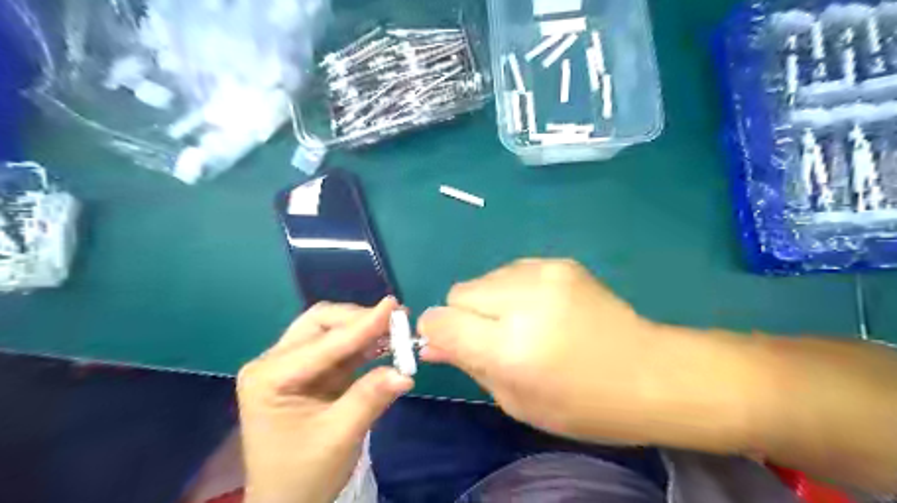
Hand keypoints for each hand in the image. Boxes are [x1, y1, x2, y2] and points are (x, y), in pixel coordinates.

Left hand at [234, 296, 408, 502]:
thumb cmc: (304, 474)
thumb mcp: (339, 437)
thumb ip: (370, 398)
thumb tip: (405, 372)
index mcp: (270, 376)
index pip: (323, 342)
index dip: (362, 324)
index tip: (393, 306)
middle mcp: (275, 362)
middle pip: (321, 324)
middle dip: (359, 321)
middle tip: (396, 322)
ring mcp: (290, 365)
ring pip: (330, 330)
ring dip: (363, 329)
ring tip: (395, 330)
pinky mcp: (309, 372)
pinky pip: (338, 348)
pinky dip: (362, 344)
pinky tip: (384, 344)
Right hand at [419, 260, 671, 443]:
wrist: (650, 372)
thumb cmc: (582, 404)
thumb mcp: (518, 401)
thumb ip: (469, 366)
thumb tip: (431, 344)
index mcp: (509, 347)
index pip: (440, 320)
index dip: (438, 332)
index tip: (452, 344)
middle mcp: (521, 301)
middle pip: (459, 292)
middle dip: (465, 316)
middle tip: (495, 338)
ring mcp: (544, 274)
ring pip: (484, 278)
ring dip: (490, 301)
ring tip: (523, 323)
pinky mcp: (560, 262)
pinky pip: (512, 270)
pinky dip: (514, 289)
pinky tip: (542, 308)